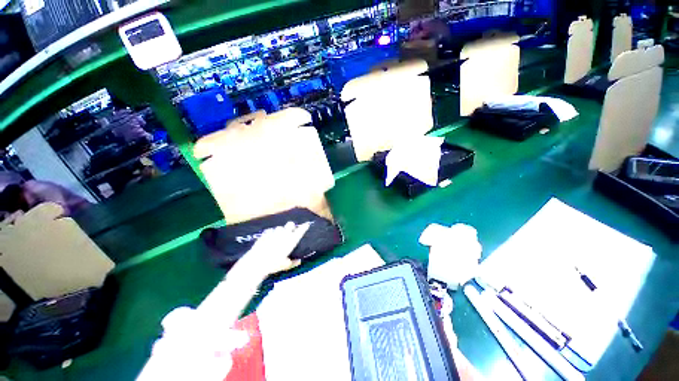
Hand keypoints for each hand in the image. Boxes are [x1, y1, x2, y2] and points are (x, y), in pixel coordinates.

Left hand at [244, 221, 310, 274]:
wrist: (256, 263)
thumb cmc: (273, 265)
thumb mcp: (285, 266)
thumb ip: (293, 262)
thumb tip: (299, 261)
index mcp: (291, 241)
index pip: (300, 231)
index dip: (304, 227)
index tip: (307, 224)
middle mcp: (284, 234)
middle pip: (290, 224)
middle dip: (291, 226)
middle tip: (289, 232)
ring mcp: (274, 233)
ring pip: (279, 227)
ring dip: (280, 231)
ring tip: (278, 236)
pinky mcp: (265, 234)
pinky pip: (270, 230)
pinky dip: (270, 233)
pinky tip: (269, 238)